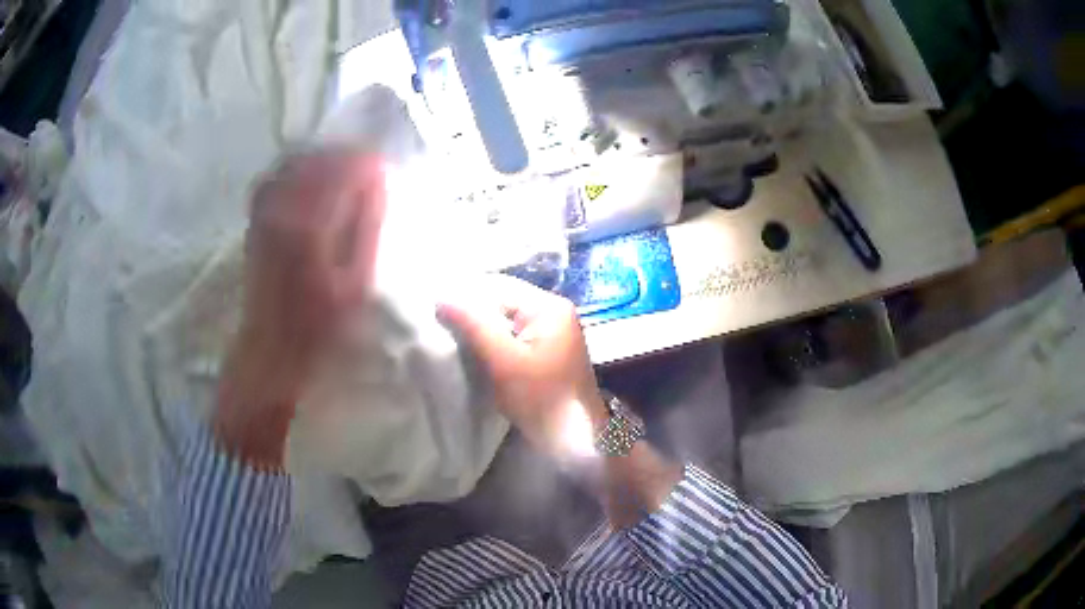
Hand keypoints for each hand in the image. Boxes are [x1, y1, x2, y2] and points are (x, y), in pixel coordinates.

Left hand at [215, 150, 385, 467]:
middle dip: (348, 159)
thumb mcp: (357, 281)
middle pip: (319, 157)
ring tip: (342, 178)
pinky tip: (311, 187)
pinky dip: (297, 172)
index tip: (385, 172)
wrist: (270, 346)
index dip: (368, 165)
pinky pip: (276, 176)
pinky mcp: (256, 218)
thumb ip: (367, 225)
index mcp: (311, 221)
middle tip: (368, 174)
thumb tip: (378, 181)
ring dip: (323, 162)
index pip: (344, 167)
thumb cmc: (319, 323)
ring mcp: (265, 210)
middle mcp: (283, 206)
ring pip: (296, 162)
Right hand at [437, 276, 607, 459]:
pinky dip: (493, 342)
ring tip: (451, 336)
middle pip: (502, 301)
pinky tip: (474, 351)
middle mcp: (554, 311)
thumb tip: (441, 297)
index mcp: (549, 306)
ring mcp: (552, 331)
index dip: (465, 296)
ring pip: (505, 320)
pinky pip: (513, 336)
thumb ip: (473, 326)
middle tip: (438, 324)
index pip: (498, 287)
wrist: (576, 441)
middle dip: (471, 313)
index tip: (433, 308)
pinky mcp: (546, 351)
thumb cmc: (542, 399)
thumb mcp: (504, 361)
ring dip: (480, 329)